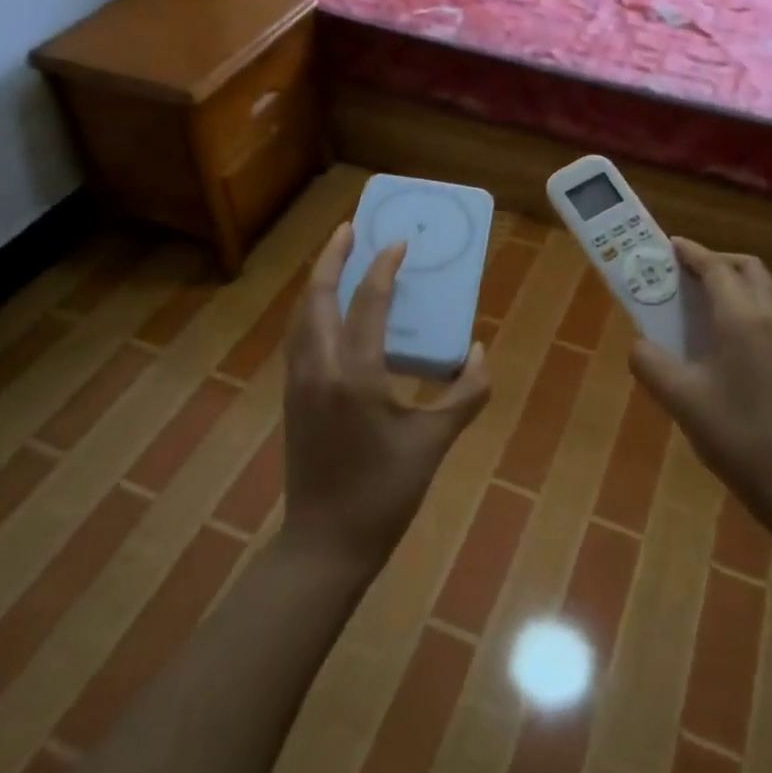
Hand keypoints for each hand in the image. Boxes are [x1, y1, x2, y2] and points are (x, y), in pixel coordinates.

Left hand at [281, 222, 492, 572]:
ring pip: (301, 316)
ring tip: (337, 259)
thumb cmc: (384, 494)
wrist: (325, 544)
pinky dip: (312, 311)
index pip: (367, 305)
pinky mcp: (293, 397)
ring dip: (317, 282)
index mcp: (355, 376)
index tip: (397, 242)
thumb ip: (463, 395)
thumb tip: (478, 353)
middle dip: (332, 257)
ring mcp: (299, 383)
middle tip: (350, 228)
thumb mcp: (433, 444)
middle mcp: (319, 369)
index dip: (383, 269)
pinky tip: (328, 313)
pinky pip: (299, 337)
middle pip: (317, 298)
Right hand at [629, 239, 771, 526]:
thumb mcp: (682, 400)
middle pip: (747, 269)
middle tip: (683, 273)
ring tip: (696, 305)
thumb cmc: (739, 437)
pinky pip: (768, 317)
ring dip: (731, 285)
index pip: (716, 268)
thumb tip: (640, 346)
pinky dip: (743, 310)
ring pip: (762, 292)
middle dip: (716, 261)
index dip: (691, 253)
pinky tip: (720, 344)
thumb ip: (651, 364)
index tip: (667, 245)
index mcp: (742, 320)